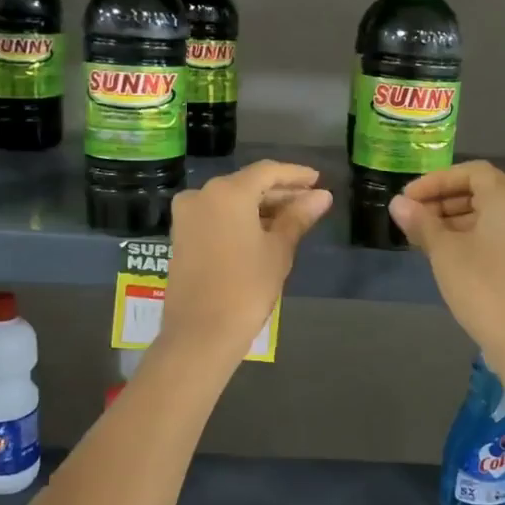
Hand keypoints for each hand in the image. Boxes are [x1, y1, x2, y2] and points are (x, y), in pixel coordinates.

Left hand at [156, 161, 331, 361]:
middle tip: (311, 201)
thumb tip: (323, 196)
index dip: (295, 175)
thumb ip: (298, 217)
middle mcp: (202, 194)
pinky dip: (241, 218)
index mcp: (228, 192)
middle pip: (248, 184)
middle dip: (280, 192)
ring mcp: (187, 215)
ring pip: (231, 200)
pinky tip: (265, 230)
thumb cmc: (246, 288)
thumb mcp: (278, 250)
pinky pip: (217, 215)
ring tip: (293, 218)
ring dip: (261, 206)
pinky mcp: (181, 235)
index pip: (267, 171)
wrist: (201, 333)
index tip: (318, 180)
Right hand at [389, 162, 504, 365]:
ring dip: (457, 219)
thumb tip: (398, 203)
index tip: (408, 199)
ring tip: (425, 238)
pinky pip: (502, 233)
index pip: (470, 173)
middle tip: (413, 218)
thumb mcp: (444, 251)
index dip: (435, 182)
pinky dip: (475, 235)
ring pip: (492, 214)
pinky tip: (451, 254)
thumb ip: (421, 222)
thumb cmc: (482, 285)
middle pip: (482, 191)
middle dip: (444, 201)